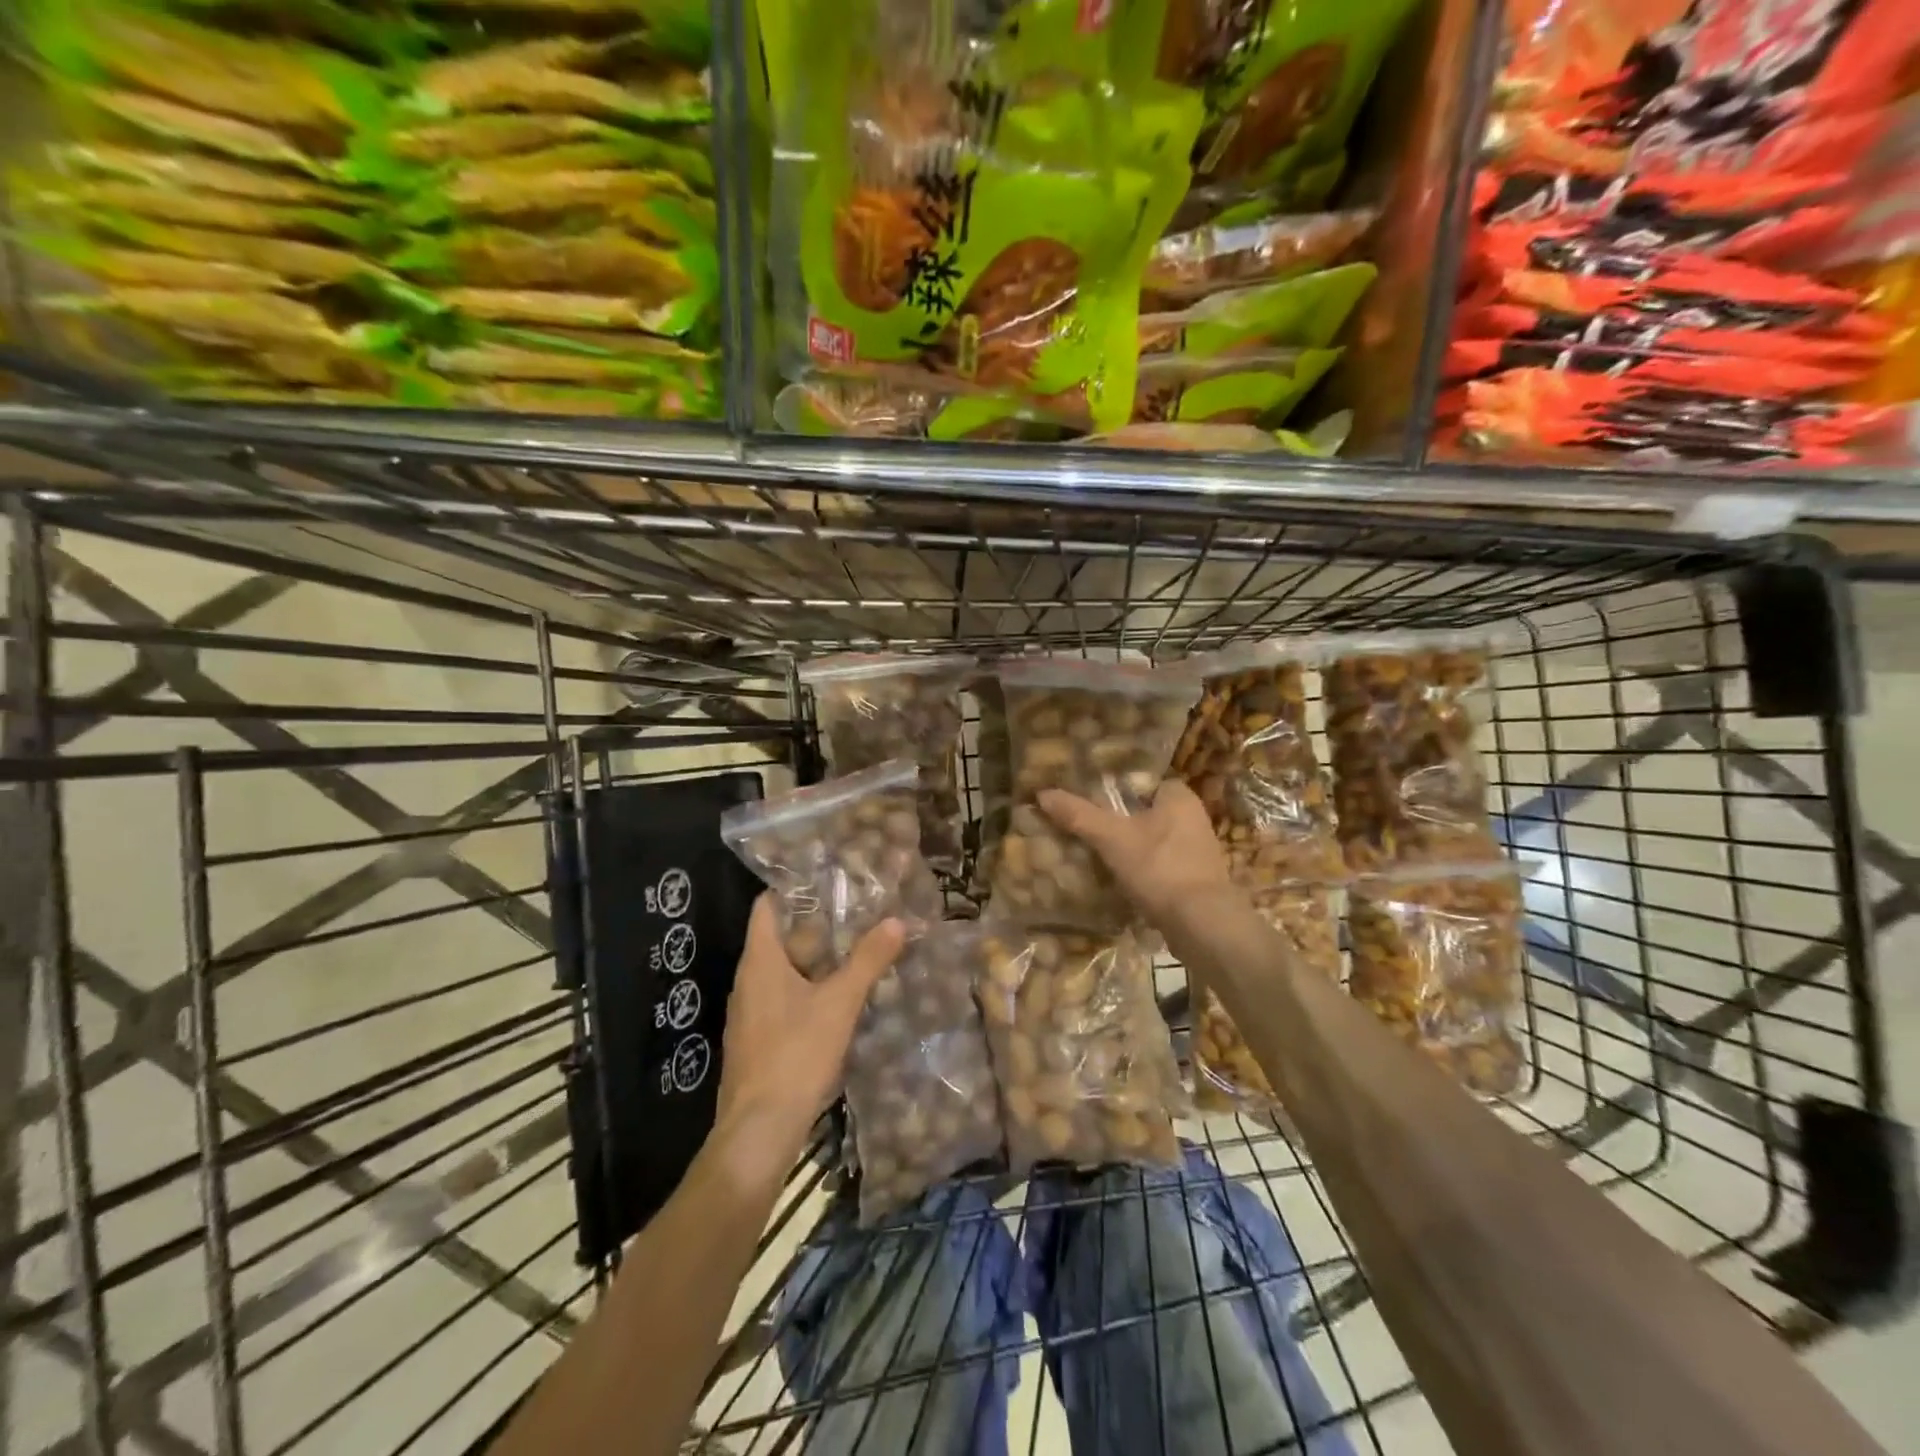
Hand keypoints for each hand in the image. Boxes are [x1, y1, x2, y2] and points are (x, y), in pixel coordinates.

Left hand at [713, 894, 904, 1184]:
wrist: (758, 1130)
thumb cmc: (795, 1055)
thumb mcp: (839, 1003)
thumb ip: (867, 961)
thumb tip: (896, 920)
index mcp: (760, 961)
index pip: (767, 906)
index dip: (792, 889)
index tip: (828, 879)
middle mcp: (748, 980)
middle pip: (780, 938)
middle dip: (818, 925)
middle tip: (858, 911)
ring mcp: (751, 1012)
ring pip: (784, 971)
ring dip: (817, 959)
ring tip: (857, 947)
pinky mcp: (758, 1039)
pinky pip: (784, 999)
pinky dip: (809, 989)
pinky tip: (840, 996)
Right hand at [1039, 779, 1232, 934]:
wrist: (1201, 924)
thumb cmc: (1159, 867)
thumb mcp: (1112, 838)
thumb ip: (1079, 815)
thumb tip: (1043, 794)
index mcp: (1180, 797)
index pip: (1143, 782)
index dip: (1117, 789)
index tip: (1091, 800)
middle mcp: (1194, 818)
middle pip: (1147, 812)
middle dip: (1121, 820)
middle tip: (1088, 828)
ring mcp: (1199, 851)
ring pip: (1154, 840)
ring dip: (1131, 847)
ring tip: (1098, 854)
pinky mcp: (1197, 880)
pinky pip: (1162, 865)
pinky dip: (1143, 870)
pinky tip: (1121, 880)